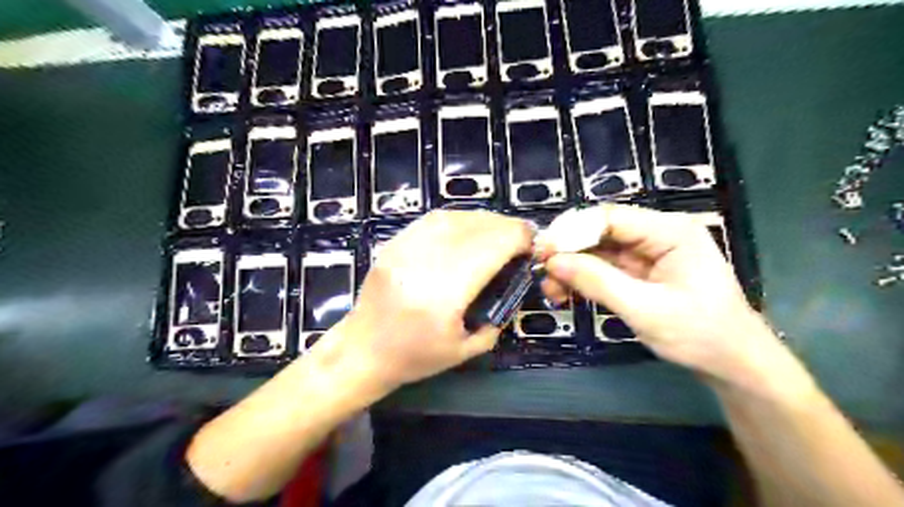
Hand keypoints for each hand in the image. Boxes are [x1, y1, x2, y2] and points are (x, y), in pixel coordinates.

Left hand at [327, 210, 531, 392]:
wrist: (362, 351)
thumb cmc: (414, 357)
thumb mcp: (466, 350)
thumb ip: (498, 318)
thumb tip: (515, 286)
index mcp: (444, 293)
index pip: (491, 247)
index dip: (518, 238)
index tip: (532, 244)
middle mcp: (424, 262)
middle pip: (476, 228)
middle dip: (506, 228)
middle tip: (520, 239)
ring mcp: (405, 248)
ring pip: (455, 217)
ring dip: (484, 221)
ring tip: (498, 233)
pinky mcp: (394, 243)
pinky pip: (433, 220)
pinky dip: (459, 220)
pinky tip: (469, 230)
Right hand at [535, 204, 777, 381]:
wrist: (733, 365)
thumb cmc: (699, 335)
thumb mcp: (645, 309)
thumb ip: (597, 281)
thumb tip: (552, 261)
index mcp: (669, 231)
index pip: (609, 217)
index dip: (571, 231)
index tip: (542, 252)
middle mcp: (657, 234)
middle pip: (600, 232)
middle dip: (568, 252)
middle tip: (541, 273)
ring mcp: (648, 253)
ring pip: (598, 251)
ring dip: (572, 268)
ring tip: (551, 291)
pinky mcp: (641, 272)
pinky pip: (604, 268)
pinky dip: (583, 279)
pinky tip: (566, 293)